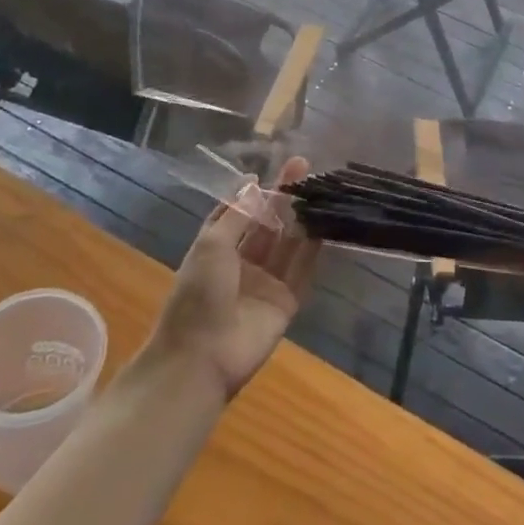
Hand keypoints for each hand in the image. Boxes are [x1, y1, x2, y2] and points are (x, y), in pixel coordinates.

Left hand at [141, 158, 319, 399]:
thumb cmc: (198, 294)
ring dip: (301, 217)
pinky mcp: (286, 302)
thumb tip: (254, 182)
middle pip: (267, 224)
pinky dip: (313, 248)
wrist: (202, 357)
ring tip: (318, 188)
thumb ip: (237, 214)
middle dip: (283, 197)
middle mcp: (242, 263)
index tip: (271, 170)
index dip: (254, 193)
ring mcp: (265, 283)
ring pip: (287, 243)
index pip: (239, 214)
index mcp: (217, 249)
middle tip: (303, 166)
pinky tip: (325, 224)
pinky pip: (302, 270)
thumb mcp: (212, 245)